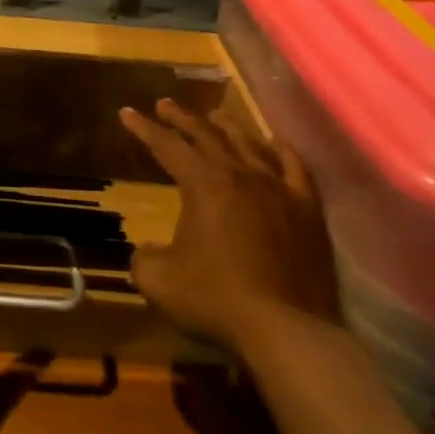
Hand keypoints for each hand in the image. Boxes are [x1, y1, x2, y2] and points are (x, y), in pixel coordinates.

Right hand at [119, 98, 334, 355]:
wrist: (287, 329)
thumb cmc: (216, 300)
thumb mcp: (157, 280)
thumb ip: (144, 256)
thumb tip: (149, 250)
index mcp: (203, 185)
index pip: (167, 146)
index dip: (143, 129)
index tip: (127, 112)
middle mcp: (241, 175)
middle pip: (207, 136)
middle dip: (182, 118)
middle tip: (165, 104)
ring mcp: (279, 189)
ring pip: (249, 144)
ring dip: (227, 127)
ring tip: (214, 117)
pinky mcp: (307, 209)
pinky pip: (293, 167)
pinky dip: (279, 150)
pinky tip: (272, 143)